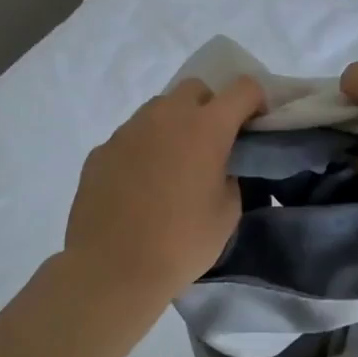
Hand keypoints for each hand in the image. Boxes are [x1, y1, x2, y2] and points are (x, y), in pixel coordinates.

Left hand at [64, 76, 266, 299]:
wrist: (113, 268)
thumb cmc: (182, 242)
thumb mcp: (227, 212)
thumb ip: (229, 176)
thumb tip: (217, 168)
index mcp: (206, 127)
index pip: (243, 88)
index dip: (255, 101)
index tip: (255, 126)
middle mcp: (166, 117)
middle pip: (196, 89)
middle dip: (210, 108)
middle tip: (213, 145)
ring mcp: (128, 131)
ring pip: (159, 110)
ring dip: (174, 127)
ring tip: (174, 167)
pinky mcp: (101, 150)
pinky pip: (131, 137)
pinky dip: (144, 150)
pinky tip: (141, 187)